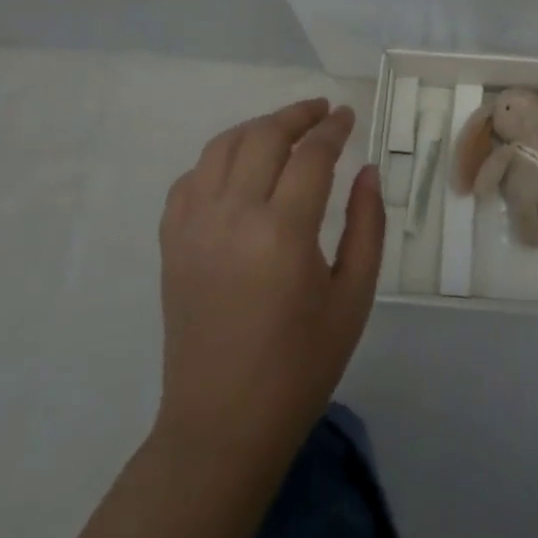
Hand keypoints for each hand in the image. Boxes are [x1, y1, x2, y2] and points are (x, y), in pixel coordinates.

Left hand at [154, 98, 383, 464]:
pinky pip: (190, 179)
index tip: (347, 116)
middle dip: (297, 115)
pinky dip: (218, 160)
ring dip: (257, 128)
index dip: (333, 128)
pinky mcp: (171, 244)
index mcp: (283, 234)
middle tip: (321, 111)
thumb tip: (366, 170)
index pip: (311, 155)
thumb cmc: (301, 365)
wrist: (222, 425)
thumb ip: (366, 225)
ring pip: (222, 147)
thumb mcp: (353, 297)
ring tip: (284, 129)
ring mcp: (194, 228)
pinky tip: (239, 169)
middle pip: (264, 136)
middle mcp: (233, 218)